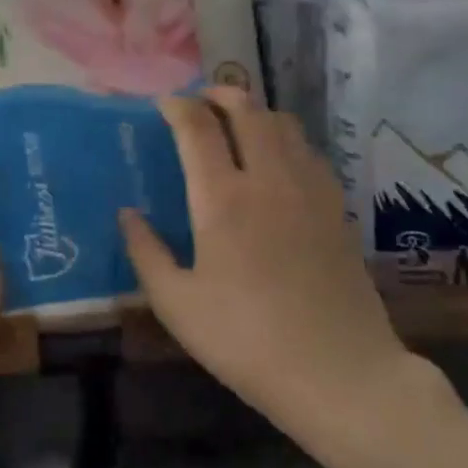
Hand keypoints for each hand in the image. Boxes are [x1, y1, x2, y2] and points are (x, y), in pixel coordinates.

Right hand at [119, 88, 430, 449]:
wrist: (340, 373)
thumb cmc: (246, 341)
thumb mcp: (177, 304)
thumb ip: (146, 252)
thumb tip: (127, 214)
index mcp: (223, 198)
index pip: (197, 127)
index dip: (177, 106)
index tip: (163, 105)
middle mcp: (269, 179)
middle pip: (247, 109)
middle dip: (219, 93)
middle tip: (199, 101)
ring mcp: (310, 190)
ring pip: (284, 124)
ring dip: (255, 111)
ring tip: (236, 123)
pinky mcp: (337, 208)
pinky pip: (309, 151)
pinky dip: (285, 139)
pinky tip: (277, 162)